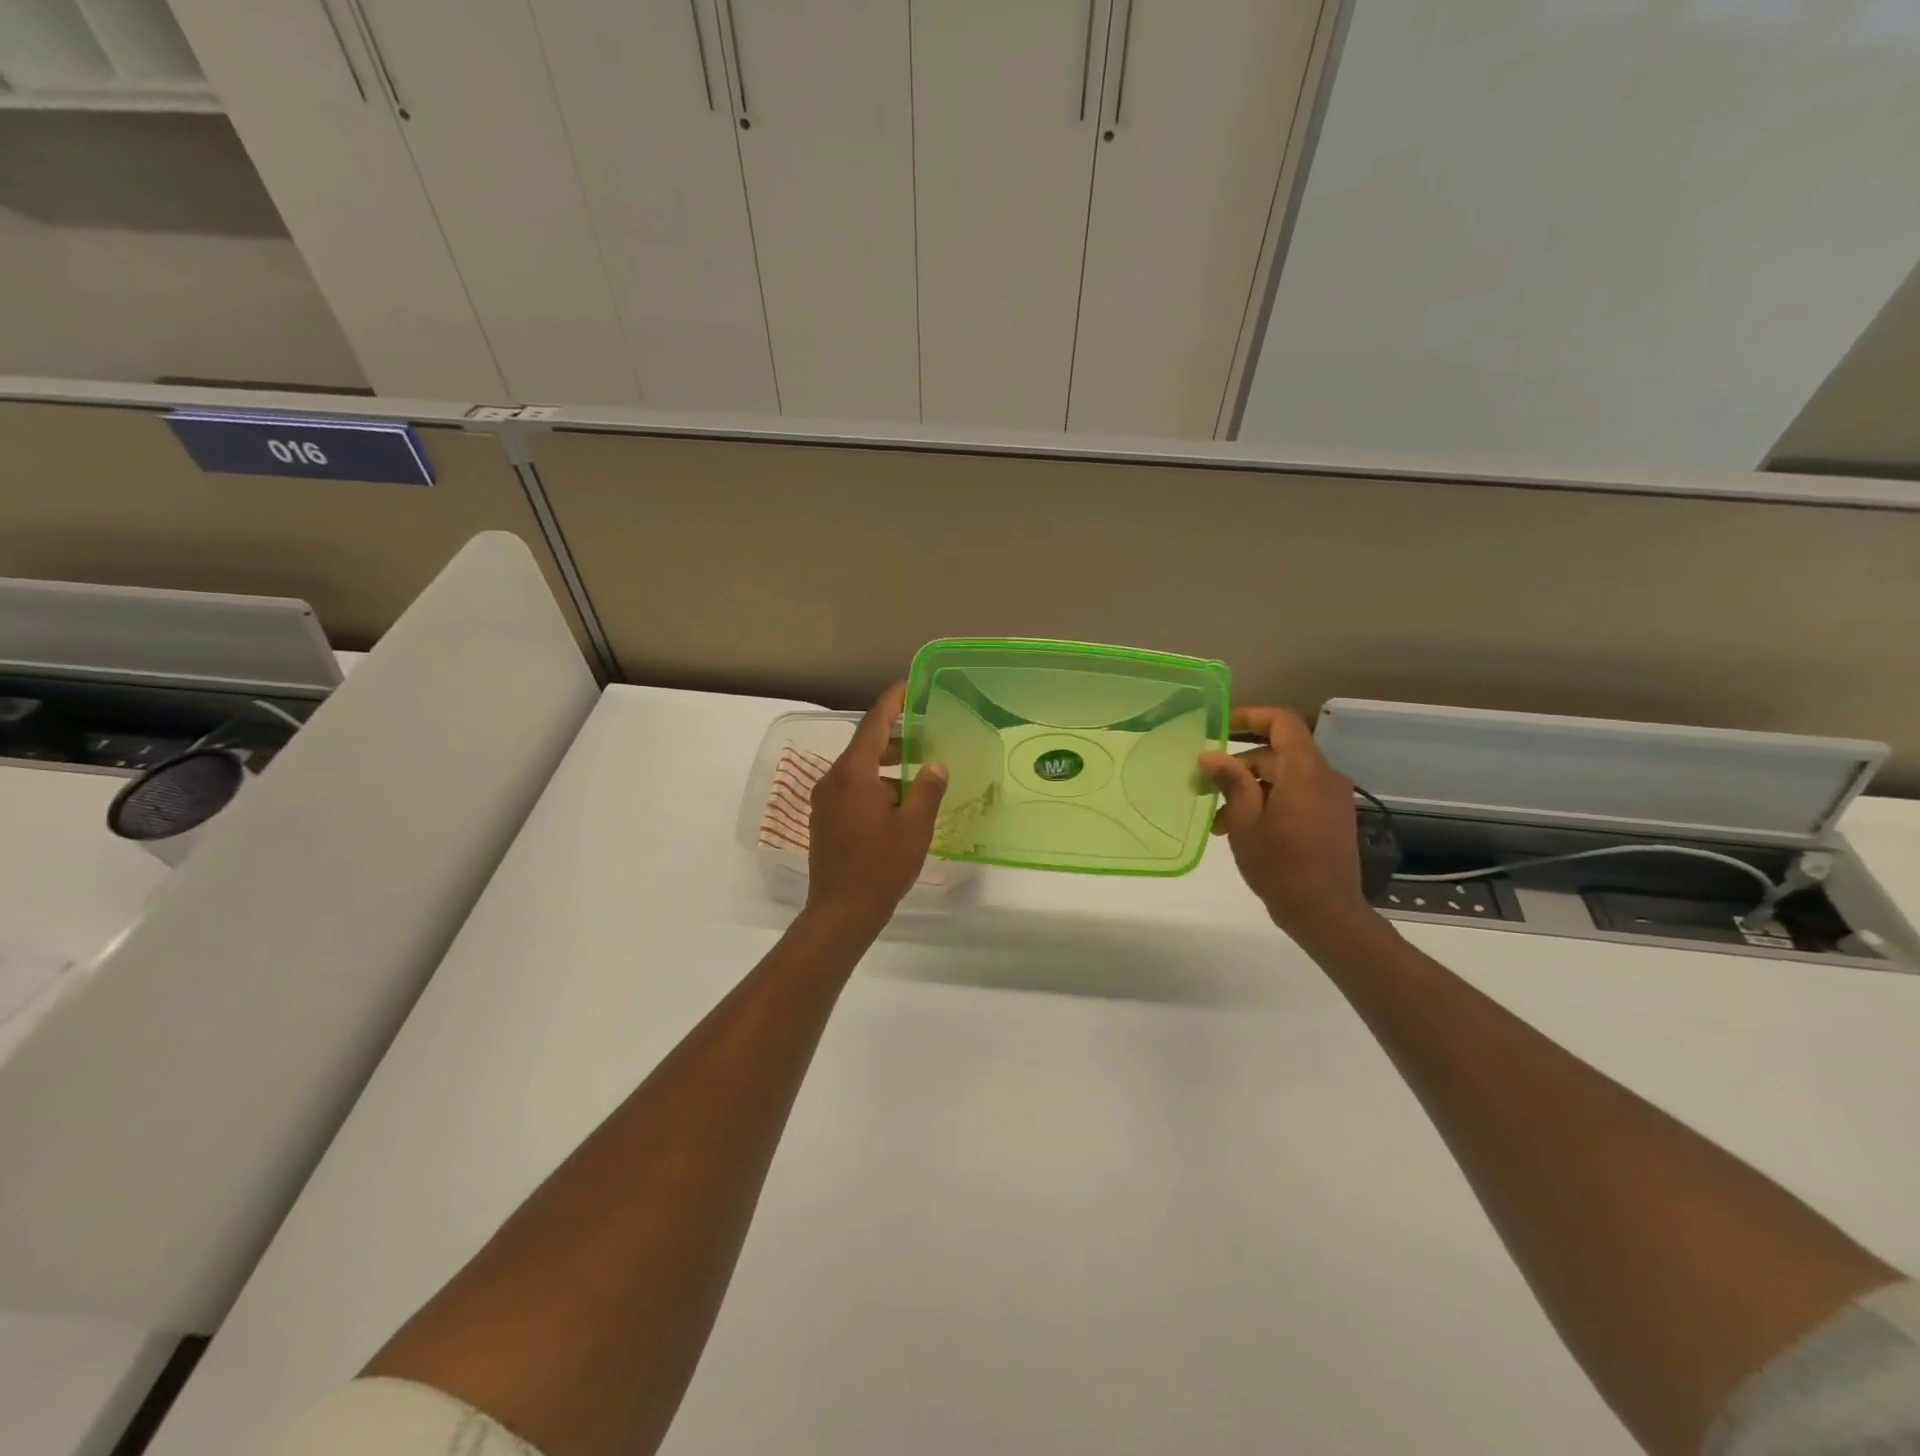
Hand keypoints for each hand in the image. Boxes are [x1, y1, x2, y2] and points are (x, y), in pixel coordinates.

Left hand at [804, 682, 947, 934]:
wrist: (841, 911)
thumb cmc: (881, 866)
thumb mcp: (914, 826)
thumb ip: (928, 789)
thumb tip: (936, 765)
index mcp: (853, 774)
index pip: (873, 724)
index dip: (892, 702)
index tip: (909, 686)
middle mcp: (833, 780)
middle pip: (865, 746)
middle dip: (895, 738)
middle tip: (926, 734)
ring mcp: (825, 801)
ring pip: (858, 770)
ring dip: (887, 766)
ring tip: (919, 773)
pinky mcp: (824, 820)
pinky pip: (851, 789)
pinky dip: (875, 785)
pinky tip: (898, 802)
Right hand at [1199, 707, 1381, 946]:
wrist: (1326, 913)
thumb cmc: (1280, 864)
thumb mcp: (1245, 821)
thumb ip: (1230, 782)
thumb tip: (1212, 756)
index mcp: (1305, 770)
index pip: (1281, 722)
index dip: (1249, 717)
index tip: (1218, 728)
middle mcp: (1324, 777)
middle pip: (1277, 753)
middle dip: (1238, 766)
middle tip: (1204, 788)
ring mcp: (1331, 799)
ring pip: (1283, 778)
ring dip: (1249, 790)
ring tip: (1219, 822)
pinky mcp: (1331, 819)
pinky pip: (1295, 796)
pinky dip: (1268, 803)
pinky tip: (1242, 830)